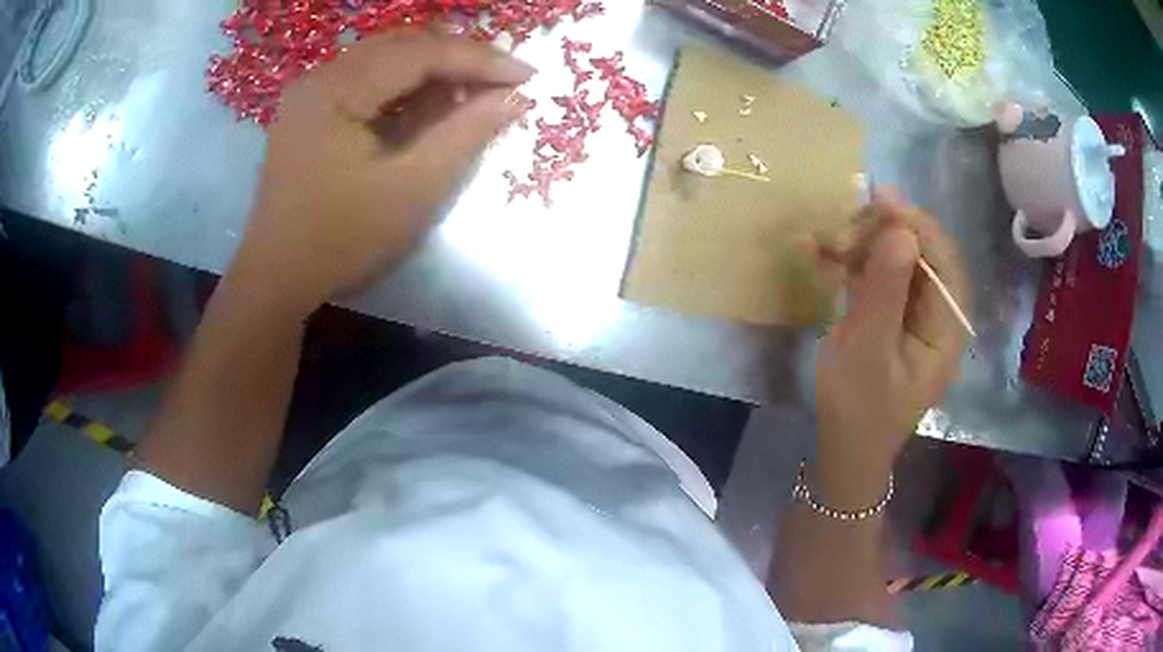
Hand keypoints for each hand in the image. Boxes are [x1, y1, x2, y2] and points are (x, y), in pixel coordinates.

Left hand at [230, 33, 534, 315]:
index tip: (527, 74)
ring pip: (385, 59)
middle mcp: (319, 77)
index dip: (478, 58)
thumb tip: (516, 98)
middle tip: (503, 82)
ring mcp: (311, 93)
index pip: (419, 52)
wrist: (277, 278)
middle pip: (402, 46)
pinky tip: (429, 106)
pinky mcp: (311, 110)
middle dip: (457, 58)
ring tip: (473, 94)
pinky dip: (404, 87)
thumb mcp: (413, 190)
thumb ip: (466, 135)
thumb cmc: (341, 240)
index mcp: (335, 90)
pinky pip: (367, 81)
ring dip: (433, 71)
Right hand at [811, 190, 968, 505]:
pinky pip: (876, 276)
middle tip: (840, 234)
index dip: (914, 223)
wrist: (843, 451)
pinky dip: (849, 263)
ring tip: (820, 243)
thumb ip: (886, 290)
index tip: (876, 199)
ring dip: (859, 245)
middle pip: (920, 252)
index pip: (942, 258)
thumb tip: (900, 229)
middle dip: (881, 234)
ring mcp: (915, 313)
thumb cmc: (858, 410)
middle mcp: (938, 313)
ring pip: (895, 259)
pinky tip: (818, 254)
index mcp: (947, 326)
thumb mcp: (867, 352)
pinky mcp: (892, 315)